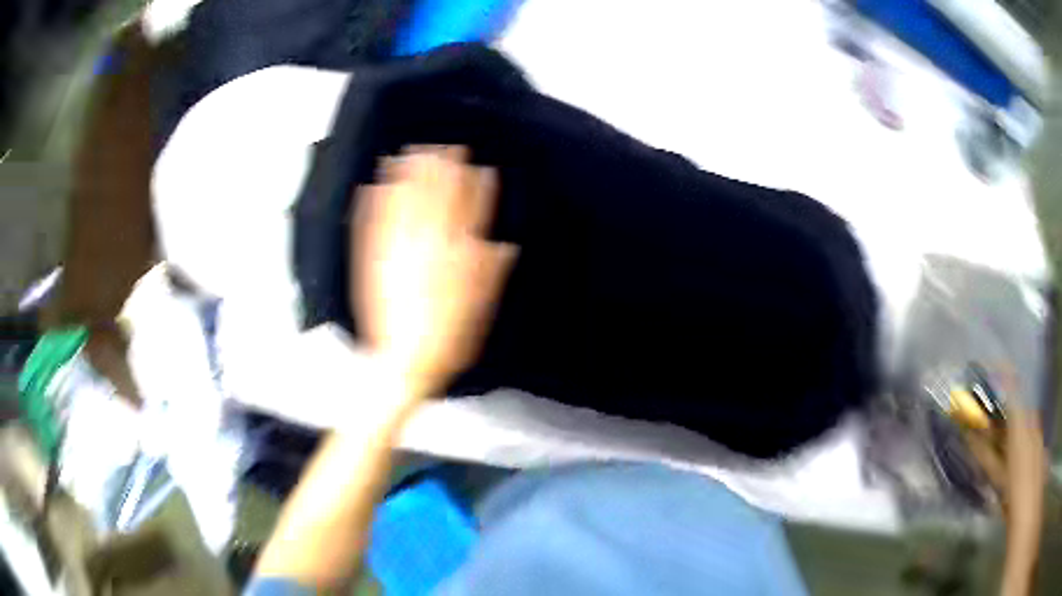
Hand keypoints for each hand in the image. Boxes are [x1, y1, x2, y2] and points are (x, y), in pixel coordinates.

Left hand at [351, 145, 517, 395]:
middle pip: (433, 200)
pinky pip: (371, 226)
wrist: (402, 362)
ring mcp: (395, 252)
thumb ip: (491, 274)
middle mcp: (424, 248)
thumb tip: (504, 244)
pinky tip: (374, 185)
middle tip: (442, 147)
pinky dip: (373, 203)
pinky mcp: (372, 262)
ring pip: (401, 205)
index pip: (467, 214)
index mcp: (454, 258)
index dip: (473, 187)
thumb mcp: (479, 311)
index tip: (478, 166)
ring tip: (408, 153)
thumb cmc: (447, 340)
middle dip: (439, 170)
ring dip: (406, 177)